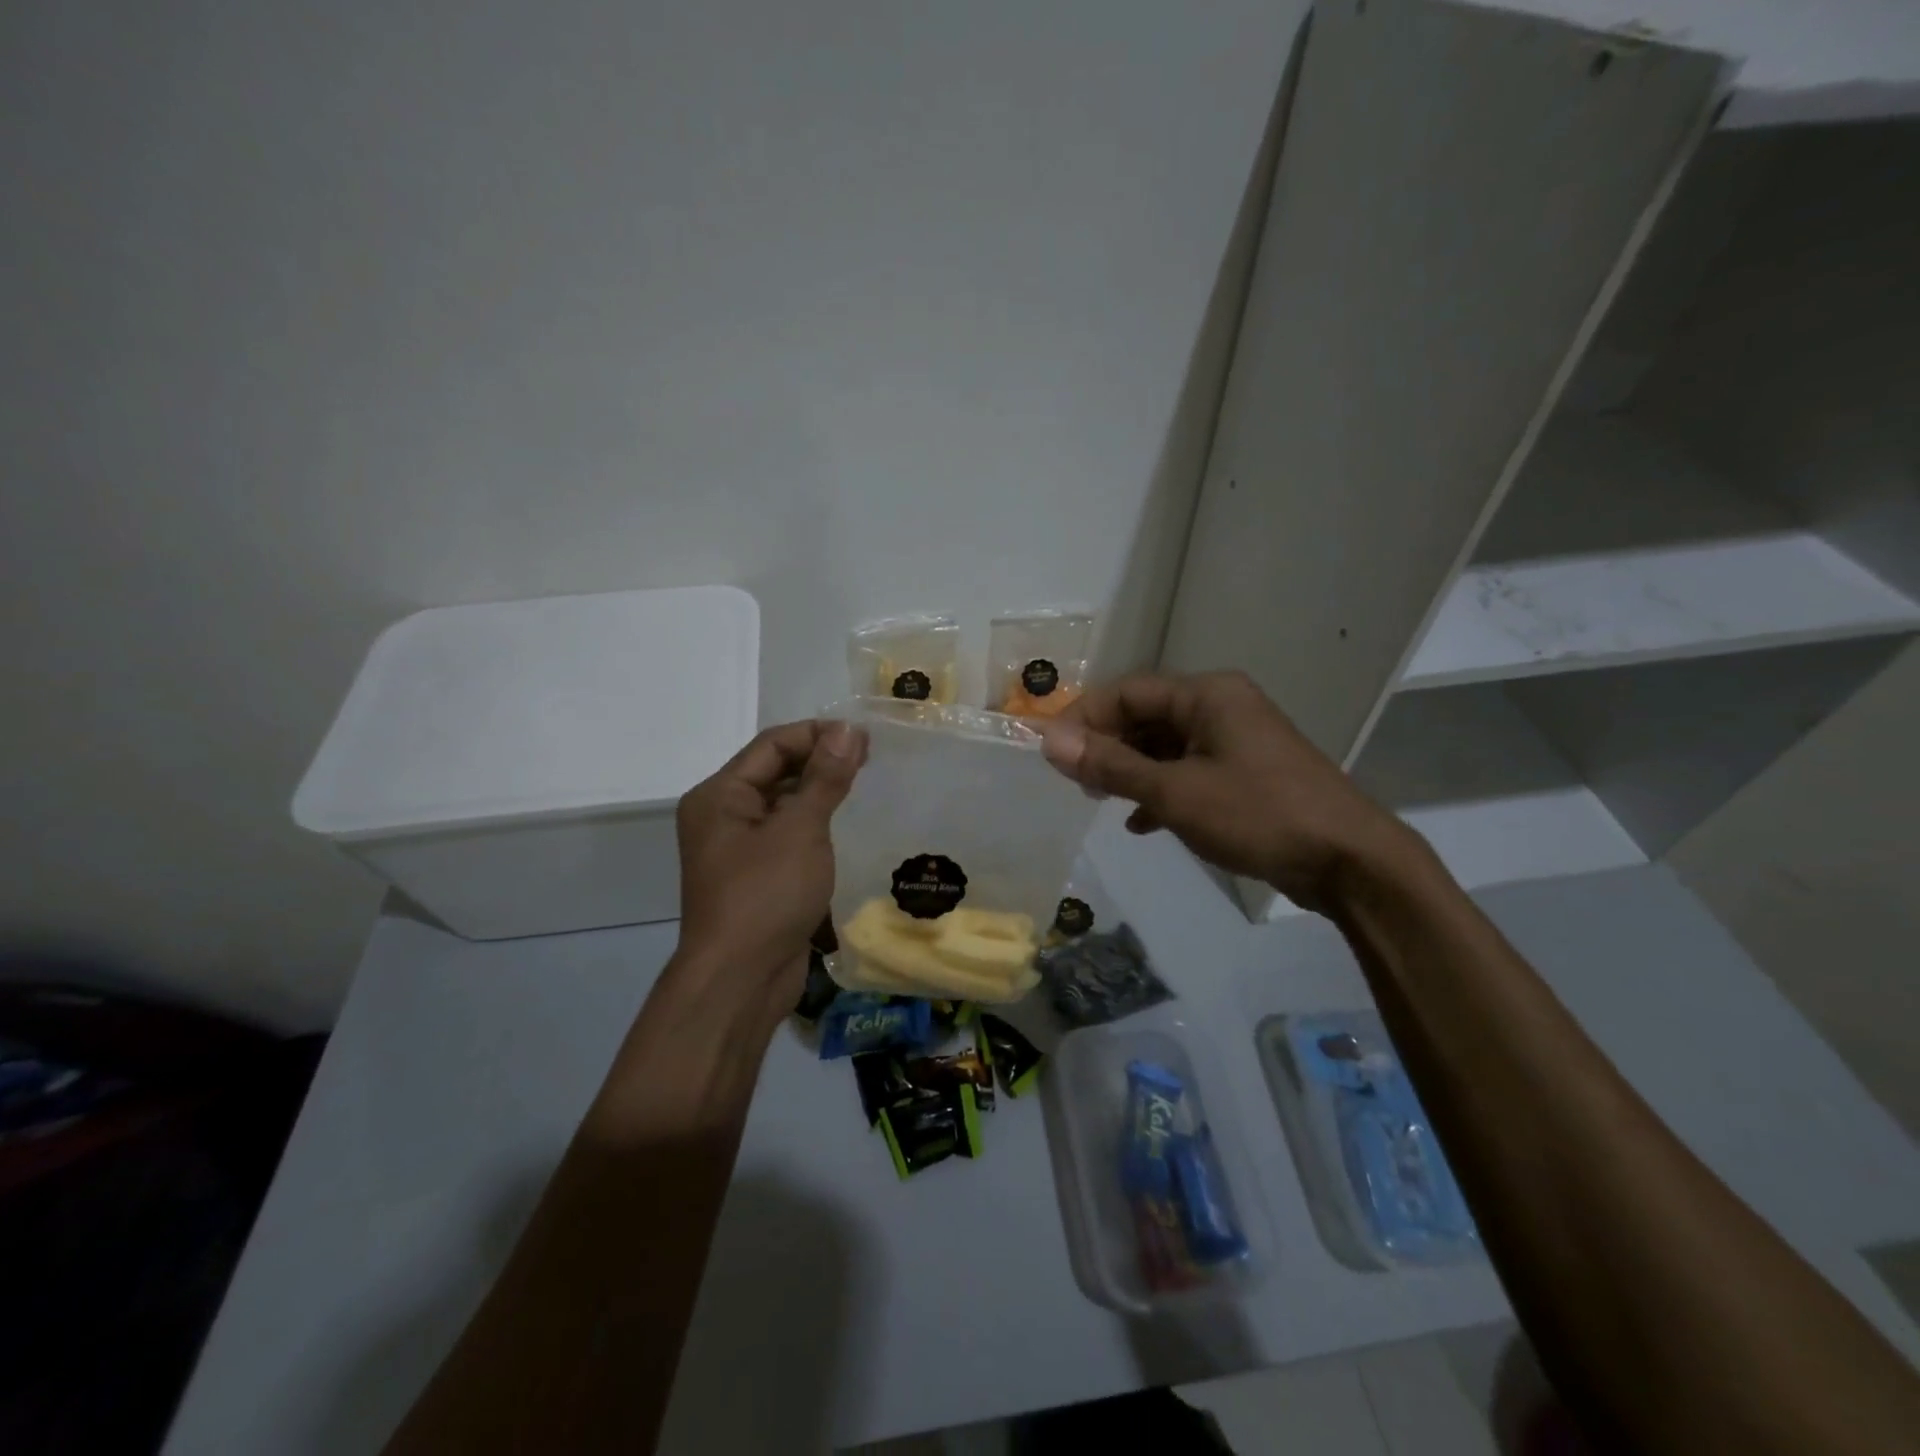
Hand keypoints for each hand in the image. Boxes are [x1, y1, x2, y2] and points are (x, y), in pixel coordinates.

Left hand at [673, 719, 865, 1023]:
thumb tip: (849, 730)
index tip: (864, 737)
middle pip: (775, 771)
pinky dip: (815, 826)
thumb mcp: (800, 829)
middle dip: (820, 762)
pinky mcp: (758, 877)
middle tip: (870, 760)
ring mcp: (739, 850)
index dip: (817, 735)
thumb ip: (825, 778)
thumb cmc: (765, 895)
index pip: (771, 745)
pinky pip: (788, 836)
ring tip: (864, 786)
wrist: (740, 981)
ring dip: (819, 793)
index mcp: (719, 796)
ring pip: (783, 805)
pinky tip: (846, 827)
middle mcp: (723, 817)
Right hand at [1039, 671, 1416, 912]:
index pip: (1127, 692)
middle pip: (1145, 716)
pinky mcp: (1245, 773)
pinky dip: (1160, 790)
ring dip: (1130, 770)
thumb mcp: (1175, 792)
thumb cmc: (1257, 814)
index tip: (1051, 753)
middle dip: (1106, 747)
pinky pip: (1188, 770)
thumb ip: (1111, 765)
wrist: (1348, 861)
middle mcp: (1221, 706)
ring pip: (1165, 746)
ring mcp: (1236, 740)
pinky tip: (1140, 822)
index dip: (1083, 718)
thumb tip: (1049, 741)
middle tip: (1075, 782)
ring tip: (1099, 800)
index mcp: (1206, 695)